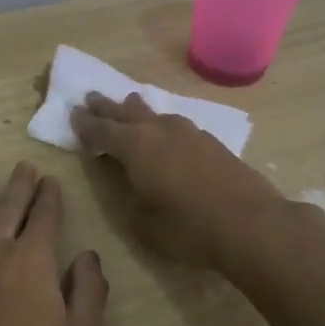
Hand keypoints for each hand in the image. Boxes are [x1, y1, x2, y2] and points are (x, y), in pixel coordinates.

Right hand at [71, 93, 282, 265]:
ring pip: (155, 114)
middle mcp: (159, 130)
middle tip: (91, 97)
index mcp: (135, 146)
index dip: (85, 125)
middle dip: (107, 107)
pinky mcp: (212, 142)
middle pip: (126, 112)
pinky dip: (162, 124)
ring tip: (128, 103)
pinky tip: (166, 129)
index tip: (73, 114)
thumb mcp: (142, 222)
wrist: (251, 224)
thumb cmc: (188, 228)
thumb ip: (128, 195)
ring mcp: (189, 132)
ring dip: (137, 110)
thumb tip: (128, 180)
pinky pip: (176, 124)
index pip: (101, 130)